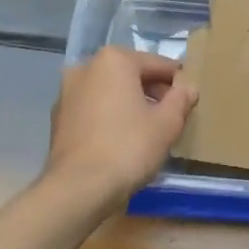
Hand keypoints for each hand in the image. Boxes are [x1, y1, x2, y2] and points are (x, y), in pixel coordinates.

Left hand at [43, 47, 197, 217]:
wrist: (78, 188)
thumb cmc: (128, 147)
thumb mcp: (167, 123)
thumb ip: (181, 99)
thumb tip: (188, 87)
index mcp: (114, 60)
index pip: (157, 64)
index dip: (177, 81)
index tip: (189, 97)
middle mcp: (86, 68)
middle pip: (130, 75)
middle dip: (152, 92)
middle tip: (172, 115)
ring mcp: (67, 93)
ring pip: (110, 92)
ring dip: (130, 104)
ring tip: (149, 129)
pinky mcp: (58, 119)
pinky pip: (94, 110)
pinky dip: (110, 117)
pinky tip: (123, 139)